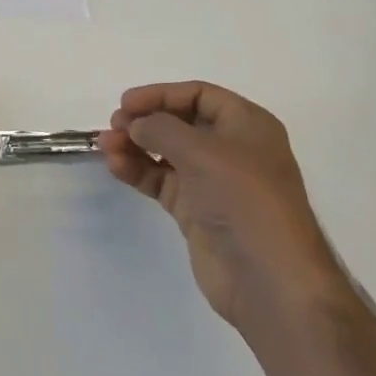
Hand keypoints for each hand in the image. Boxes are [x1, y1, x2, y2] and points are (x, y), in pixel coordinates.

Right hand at [99, 82, 345, 338]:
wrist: (269, 280)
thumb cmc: (244, 200)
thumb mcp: (202, 151)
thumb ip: (161, 128)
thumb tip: (135, 124)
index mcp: (247, 125)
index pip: (199, 95)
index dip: (161, 95)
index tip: (126, 103)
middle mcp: (231, 149)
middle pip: (180, 122)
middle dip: (145, 121)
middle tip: (115, 125)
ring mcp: (213, 182)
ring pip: (166, 152)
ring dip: (135, 145)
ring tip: (106, 146)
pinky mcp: (196, 210)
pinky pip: (161, 180)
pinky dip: (138, 170)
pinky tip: (116, 166)